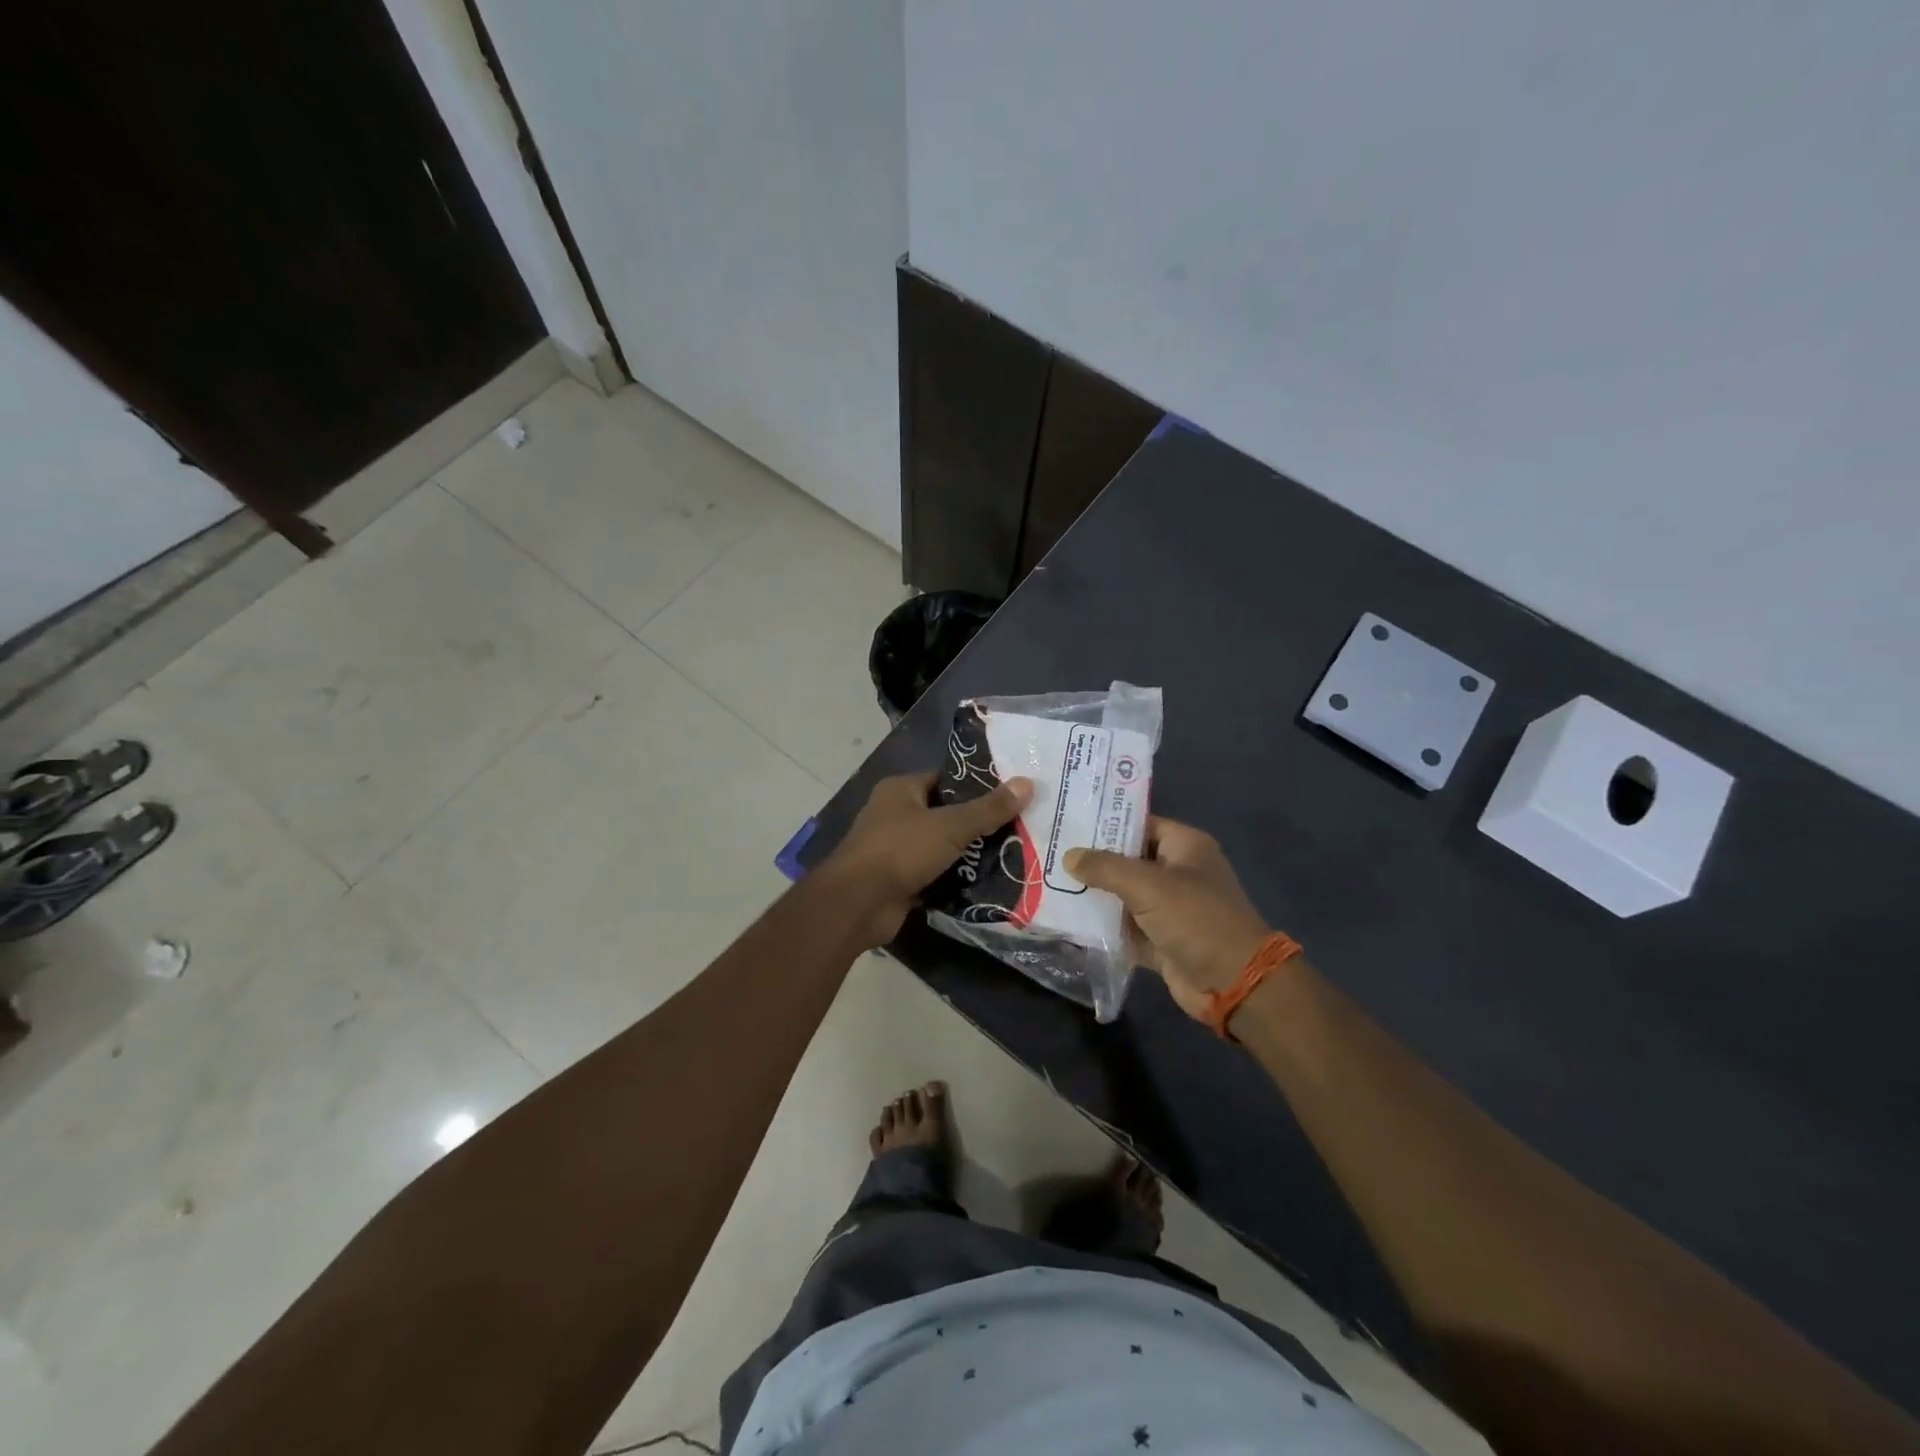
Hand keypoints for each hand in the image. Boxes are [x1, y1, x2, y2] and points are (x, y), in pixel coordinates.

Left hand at [822, 771, 1032, 948]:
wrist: (858, 904)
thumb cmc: (900, 850)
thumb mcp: (950, 826)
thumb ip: (988, 809)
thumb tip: (1028, 783)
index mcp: (900, 790)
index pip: (945, 779)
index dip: (977, 785)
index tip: (1011, 793)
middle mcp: (895, 815)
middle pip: (945, 814)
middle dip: (977, 823)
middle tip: (1019, 826)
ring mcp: (895, 850)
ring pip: (941, 847)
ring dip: (968, 853)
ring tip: (1012, 853)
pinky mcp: (900, 881)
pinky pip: (935, 875)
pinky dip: (955, 879)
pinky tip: (987, 882)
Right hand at [1065, 819, 1271, 1020]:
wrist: (1233, 984)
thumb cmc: (1196, 920)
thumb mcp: (1148, 886)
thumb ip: (1106, 868)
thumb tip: (1069, 856)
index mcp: (1184, 847)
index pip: (1139, 823)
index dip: (1106, 822)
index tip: (1068, 821)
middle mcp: (1177, 872)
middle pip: (1127, 859)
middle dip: (1092, 860)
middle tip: (1050, 851)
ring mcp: (1168, 908)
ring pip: (1123, 894)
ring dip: (1093, 894)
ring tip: (1048, 882)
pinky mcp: (1159, 939)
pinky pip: (1124, 926)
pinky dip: (1102, 925)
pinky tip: (1067, 919)